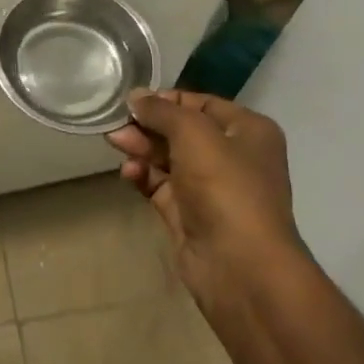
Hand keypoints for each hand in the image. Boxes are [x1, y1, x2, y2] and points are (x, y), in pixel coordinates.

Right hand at [106, 90, 303, 311]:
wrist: (240, 266)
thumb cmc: (225, 187)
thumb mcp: (194, 134)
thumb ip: (162, 111)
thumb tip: (136, 97)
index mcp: (248, 131)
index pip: (201, 104)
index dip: (167, 100)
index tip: (133, 101)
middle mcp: (232, 156)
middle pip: (181, 131)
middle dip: (148, 125)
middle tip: (116, 124)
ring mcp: (210, 188)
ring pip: (167, 158)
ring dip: (141, 148)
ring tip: (115, 143)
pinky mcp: (189, 214)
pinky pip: (161, 186)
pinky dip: (143, 176)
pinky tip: (128, 173)